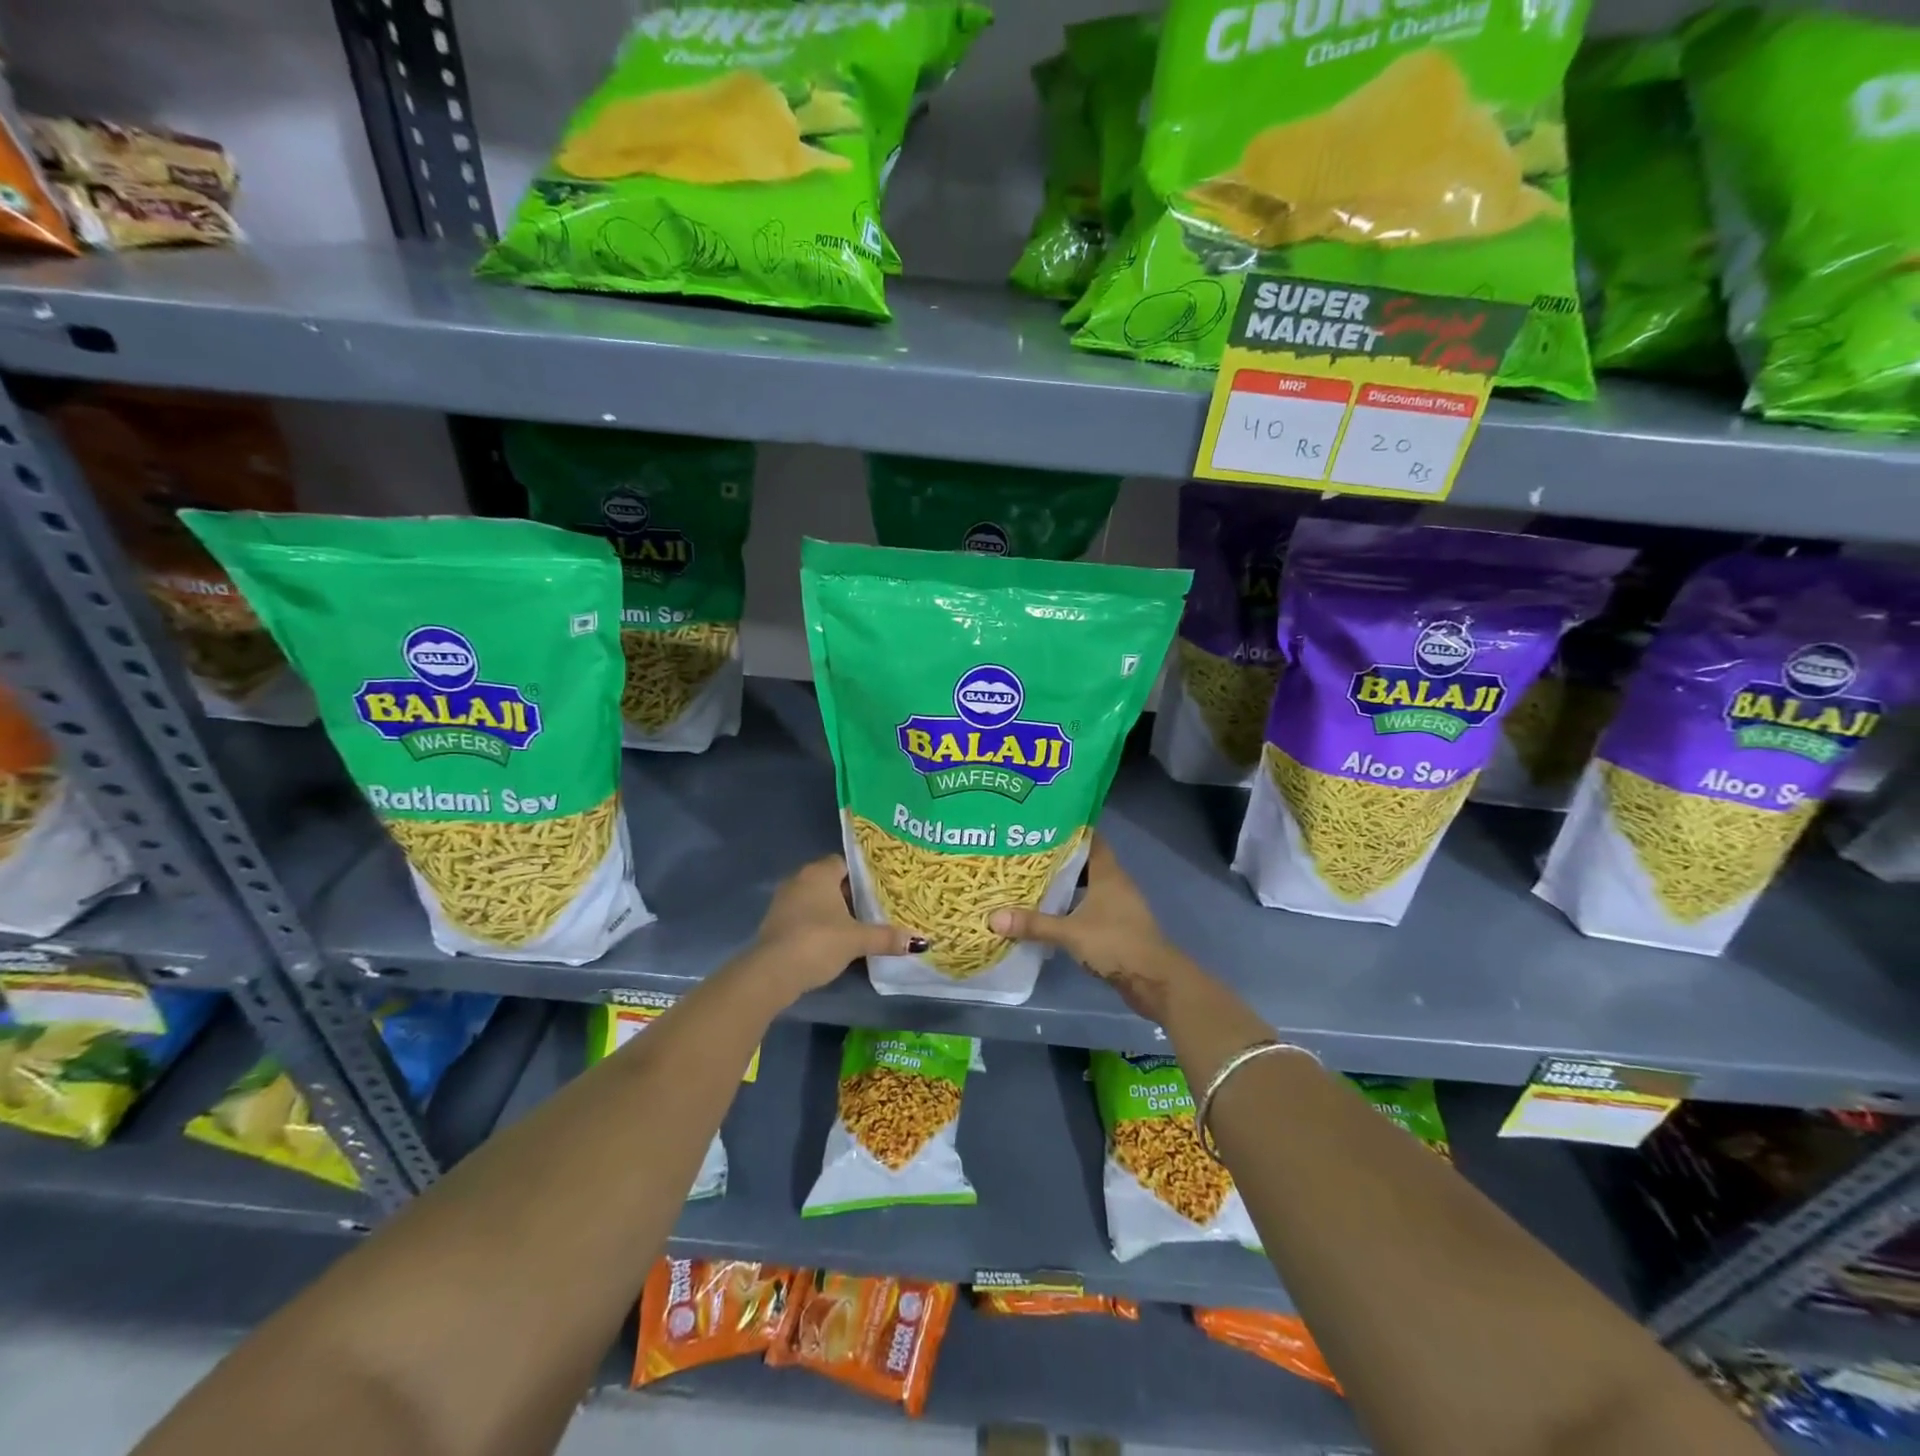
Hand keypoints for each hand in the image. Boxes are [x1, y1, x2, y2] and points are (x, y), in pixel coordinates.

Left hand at [749, 855, 923, 998]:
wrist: (771, 973)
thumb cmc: (818, 942)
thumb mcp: (857, 939)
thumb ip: (887, 937)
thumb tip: (920, 941)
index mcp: (819, 873)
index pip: (845, 863)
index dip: (863, 875)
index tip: (881, 888)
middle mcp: (799, 880)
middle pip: (831, 881)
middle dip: (851, 894)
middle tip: (876, 908)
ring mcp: (783, 902)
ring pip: (816, 900)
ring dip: (833, 912)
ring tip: (859, 926)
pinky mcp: (775, 924)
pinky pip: (804, 917)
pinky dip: (818, 925)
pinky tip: (834, 941)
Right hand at [988, 835, 1195, 1022]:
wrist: (1154, 980)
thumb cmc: (1115, 943)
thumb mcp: (1070, 932)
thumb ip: (1034, 924)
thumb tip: (993, 918)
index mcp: (1108, 873)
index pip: (1090, 839)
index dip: (1069, 830)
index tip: (1043, 825)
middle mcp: (1116, 883)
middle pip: (1086, 862)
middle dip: (1060, 859)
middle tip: (1028, 854)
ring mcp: (1120, 906)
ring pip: (1089, 886)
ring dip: (1067, 885)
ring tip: (1035, 881)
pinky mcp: (1118, 926)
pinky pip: (1092, 907)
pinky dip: (1074, 906)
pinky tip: (1053, 913)